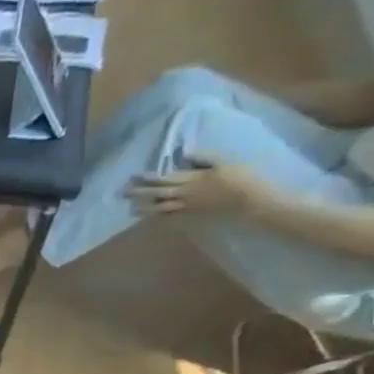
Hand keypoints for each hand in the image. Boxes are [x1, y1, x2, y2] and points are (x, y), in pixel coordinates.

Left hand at [126, 158, 264, 216]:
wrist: (250, 199)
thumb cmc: (240, 177)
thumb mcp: (223, 162)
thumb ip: (203, 157)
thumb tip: (185, 153)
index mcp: (193, 178)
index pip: (165, 178)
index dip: (148, 178)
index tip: (134, 176)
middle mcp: (186, 193)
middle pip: (158, 193)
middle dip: (140, 192)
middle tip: (123, 193)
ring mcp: (187, 207)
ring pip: (161, 208)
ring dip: (145, 208)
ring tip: (131, 208)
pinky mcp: (192, 217)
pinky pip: (171, 220)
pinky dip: (158, 220)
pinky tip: (148, 221)